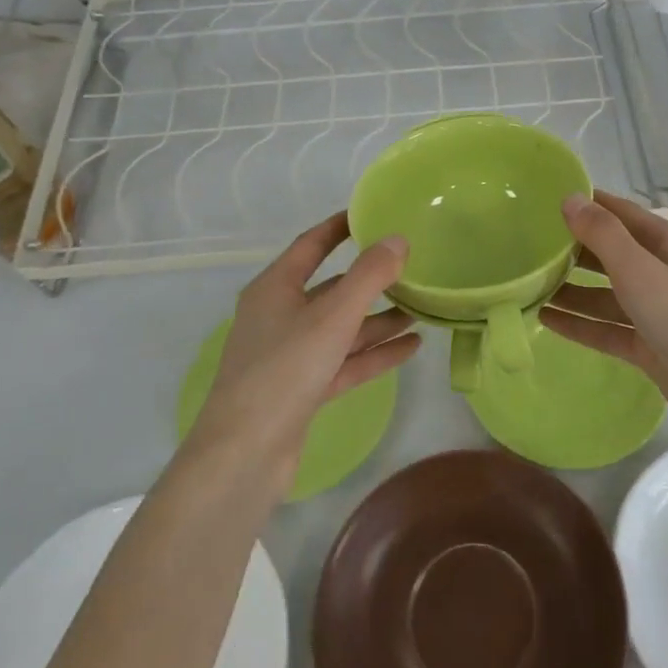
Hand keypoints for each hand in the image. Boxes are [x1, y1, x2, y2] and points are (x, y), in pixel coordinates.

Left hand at [191, 213, 418, 491]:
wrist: (245, 453)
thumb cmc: (285, 370)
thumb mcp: (333, 316)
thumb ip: (369, 275)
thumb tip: (398, 239)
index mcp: (274, 289)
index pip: (311, 245)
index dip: (340, 228)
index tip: (371, 214)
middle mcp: (280, 316)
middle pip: (331, 289)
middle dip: (370, 280)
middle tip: (411, 267)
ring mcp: (290, 355)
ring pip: (341, 328)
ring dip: (378, 319)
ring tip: (421, 309)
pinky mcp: (303, 389)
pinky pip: (345, 361)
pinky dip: (374, 353)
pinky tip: (411, 347)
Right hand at [541, 191, 667, 445]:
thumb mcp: (641, 271)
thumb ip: (603, 235)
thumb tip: (570, 198)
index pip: (623, 214)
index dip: (590, 205)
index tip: (546, 200)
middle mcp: (666, 273)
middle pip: (614, 254)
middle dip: (575, 249)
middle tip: (528, 245)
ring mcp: (660, 313)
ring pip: (608, 294)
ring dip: (573, 289)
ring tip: (530, 284)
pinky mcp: (652, 347)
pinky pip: (609, 328)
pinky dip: (581, 323)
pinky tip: (546, 320)